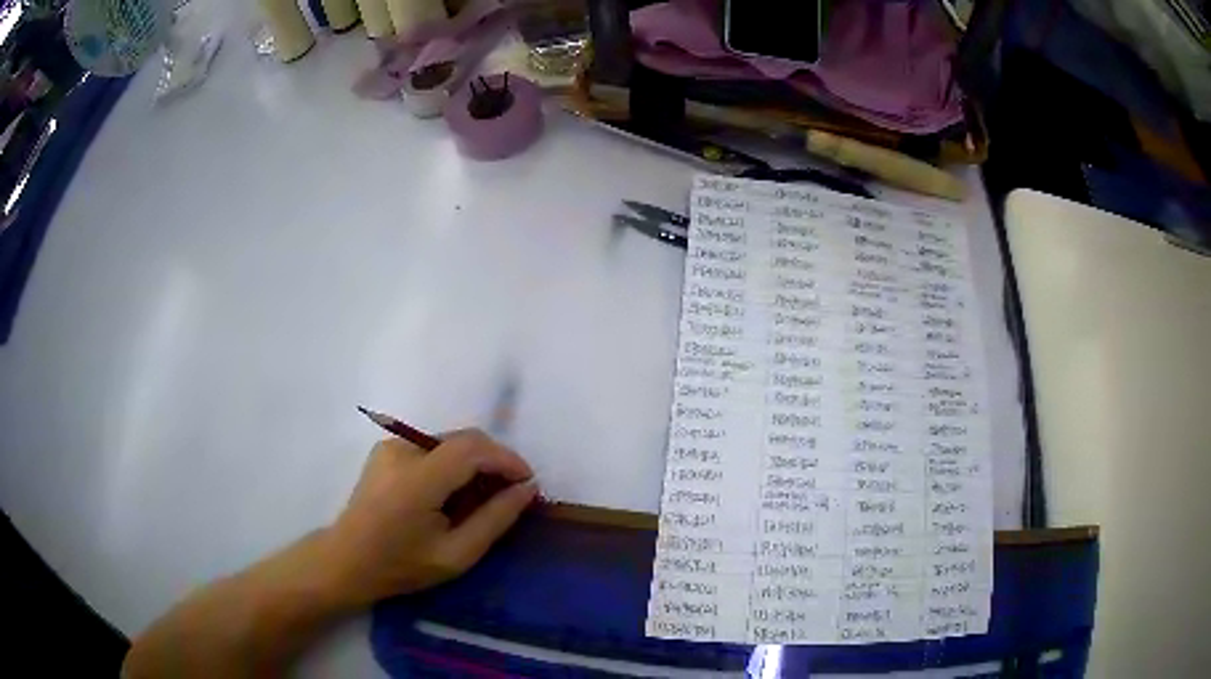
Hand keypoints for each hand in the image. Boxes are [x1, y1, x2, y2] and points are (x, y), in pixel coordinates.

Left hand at [322, 430, 537, 605]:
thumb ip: (494, 519)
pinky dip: (453, 464)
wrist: (346, 560)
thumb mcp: (456, 555)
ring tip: (483, 496)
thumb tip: (527, 489)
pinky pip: (432, 448)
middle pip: (463, 439)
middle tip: (512, 492)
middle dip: (494, 460)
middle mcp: (402, 450)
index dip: (507, 459)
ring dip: (474, 462)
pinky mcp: (386, 450)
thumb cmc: (401, 565)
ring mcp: (391, 446)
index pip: (473, 449)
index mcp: (418, 478)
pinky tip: (453, 493)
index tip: (529, 482)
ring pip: (449, 442)